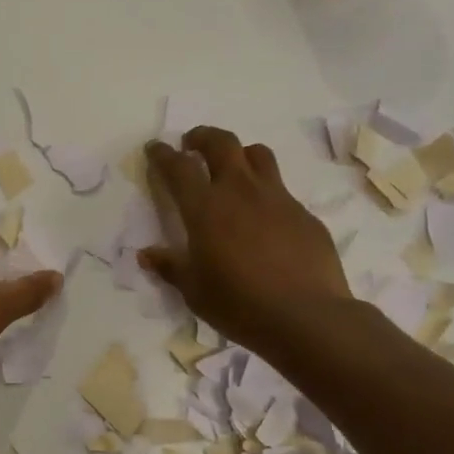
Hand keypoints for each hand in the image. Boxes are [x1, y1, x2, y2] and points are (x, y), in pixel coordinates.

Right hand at [141, 127, 352, 354]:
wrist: (306, 316)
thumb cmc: (239, 304)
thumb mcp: (194, 291)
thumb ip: (170, 267)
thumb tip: (147, 255)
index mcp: (206, 209)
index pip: (179, 168)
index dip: (163, 154)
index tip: (156, 148)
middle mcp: (241, 192)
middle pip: (222, 143)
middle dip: (203, 137)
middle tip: (193, 144)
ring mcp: (278, 199)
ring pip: (258, 155)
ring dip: (240, 154)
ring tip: (233, 169)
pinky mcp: (304, 214)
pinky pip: (282, 191)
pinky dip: (266, 194)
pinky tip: (266, 220)